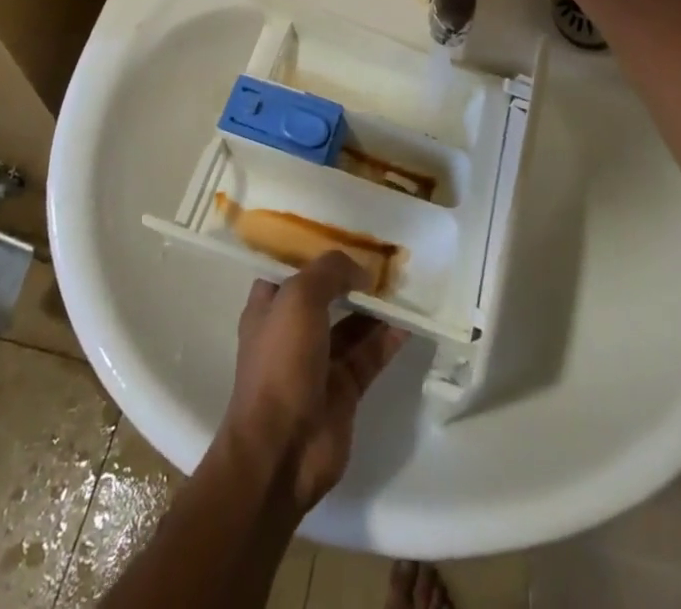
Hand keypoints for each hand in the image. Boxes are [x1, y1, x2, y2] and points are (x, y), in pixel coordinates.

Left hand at [221, 253, 409, 512]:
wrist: (281, 451)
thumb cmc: (280, 363)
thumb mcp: (298, 298)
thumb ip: (330, 272)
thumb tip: (361, 270)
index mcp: (270, 306)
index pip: (290, 267)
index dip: (314, 249)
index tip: (345, 230)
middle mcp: (293, 330)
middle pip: (326, 294)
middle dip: (352, 275)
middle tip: (385, 254)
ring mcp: (319, 362)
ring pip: (352, 324)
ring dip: (375, 305)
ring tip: (404, 282)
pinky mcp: (344, 389)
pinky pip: (370, 354)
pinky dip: (389, 338)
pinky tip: (411, 320)